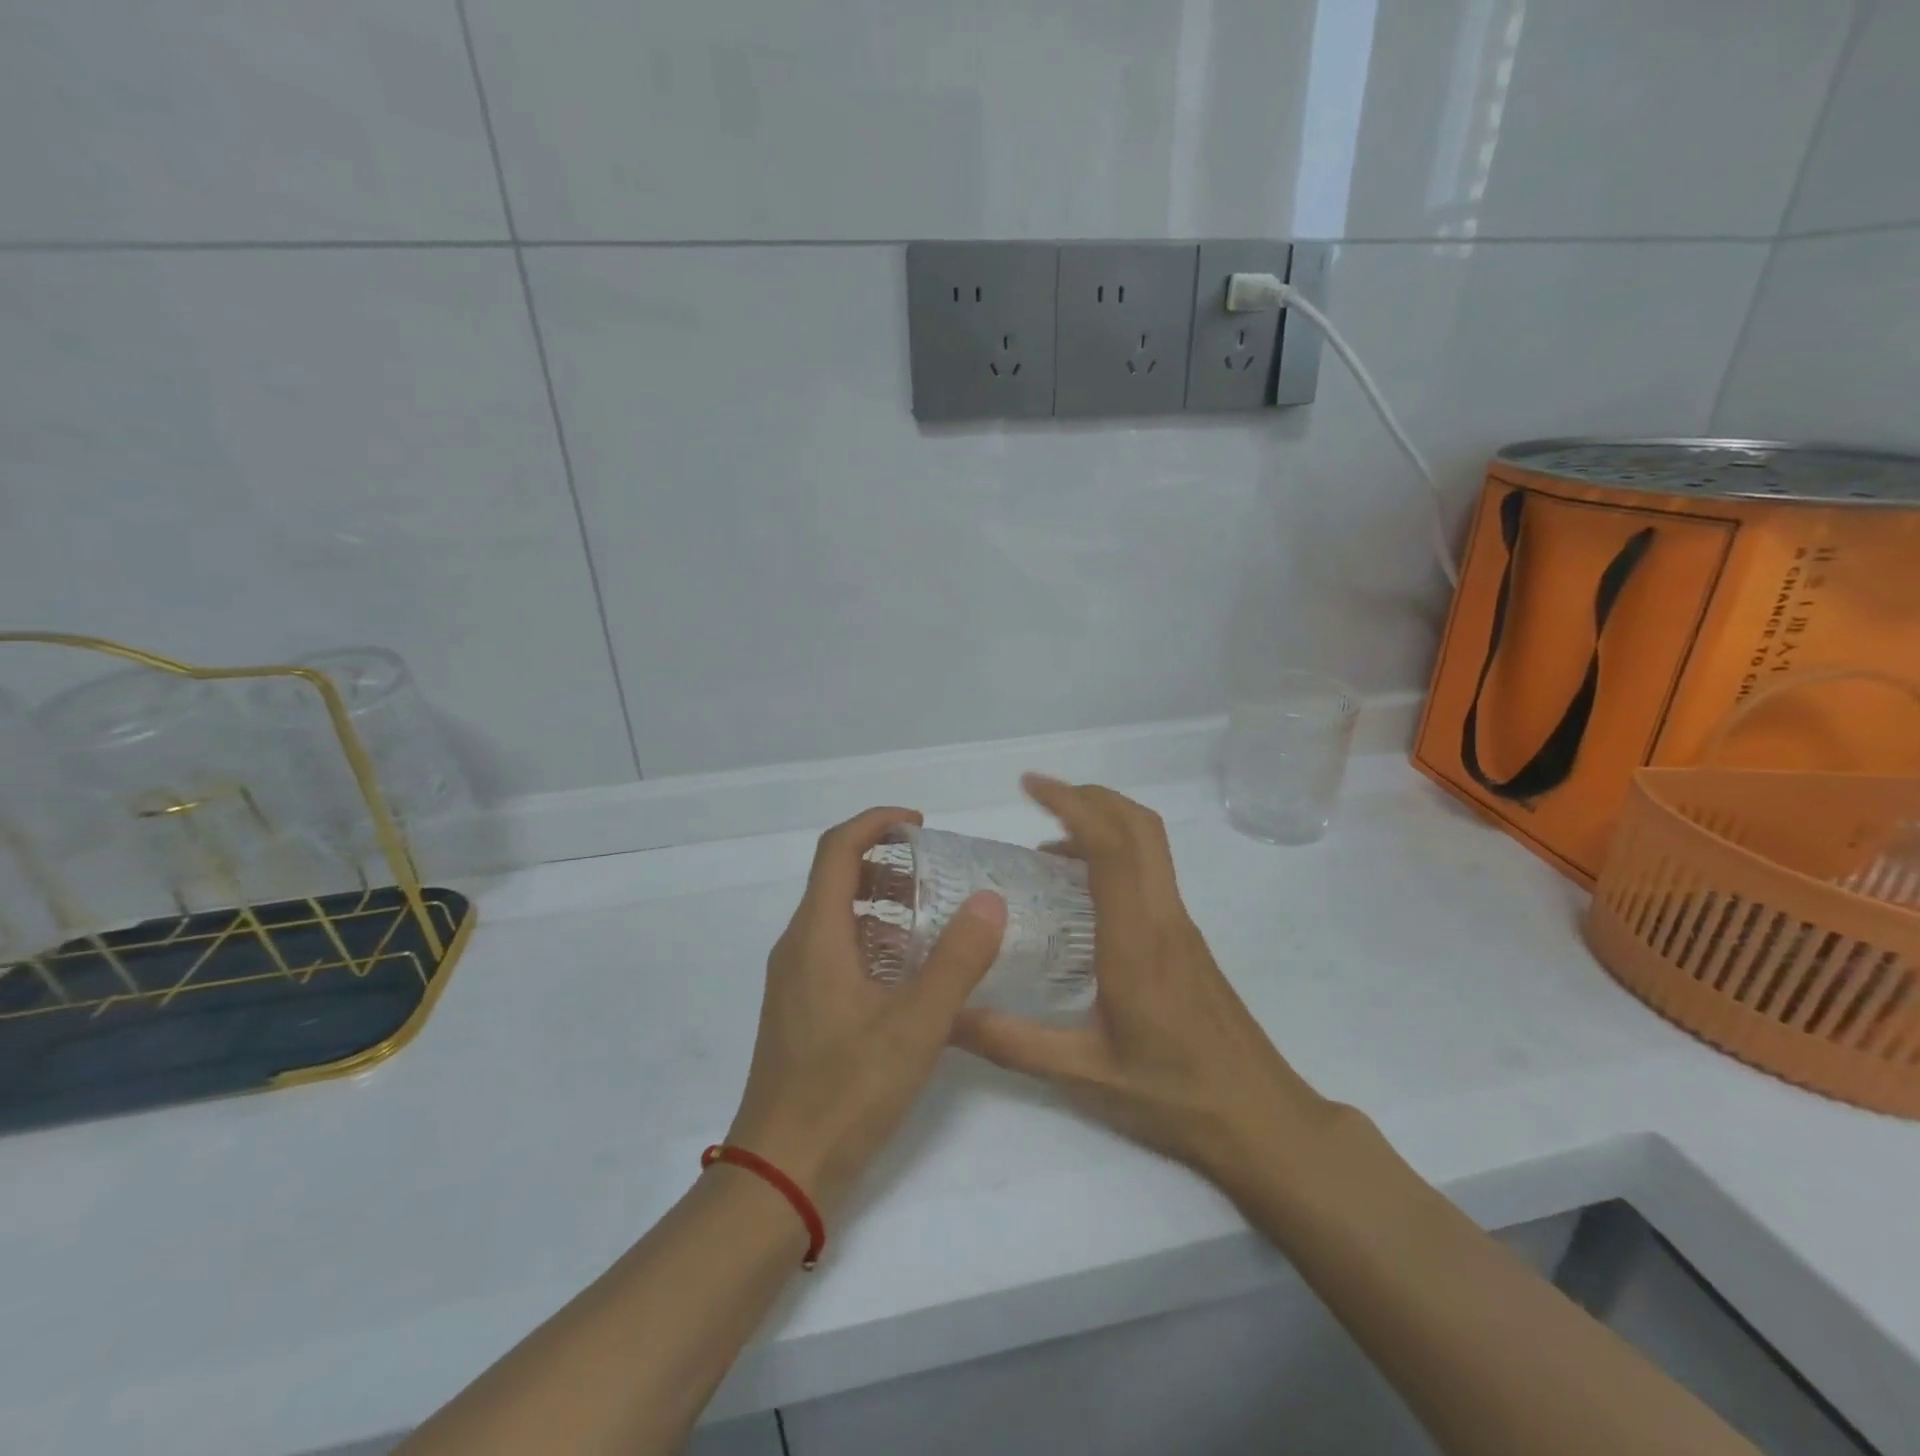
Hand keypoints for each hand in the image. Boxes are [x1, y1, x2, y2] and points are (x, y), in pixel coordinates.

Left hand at [727, 806, 1007, 1220]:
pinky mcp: (802, 1011)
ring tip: (935, 917)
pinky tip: (913, 975)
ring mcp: (796, 981)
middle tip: (938, 872)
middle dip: (886, 862)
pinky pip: (838, 952)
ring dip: (883, 903)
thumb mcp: (917, 1024)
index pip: (837, 848)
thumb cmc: (846, 1091)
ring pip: (839, 918)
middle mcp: (798, 947)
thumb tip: (989, 900)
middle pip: (837, 878)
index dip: (877, 822)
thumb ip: (957, 960)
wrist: (781, 1174)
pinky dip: (875, 941)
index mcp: (816, 934)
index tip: (921, 824)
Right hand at [951, 777, 1332, 1196]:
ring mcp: (1181, 925)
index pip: (1111, 850)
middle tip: (1039, 795)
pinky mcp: (1187, 938)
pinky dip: (1115, 854)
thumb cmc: (1175, 1096)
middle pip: (1139, 826)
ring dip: (1105, 821)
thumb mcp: (1085, 1076)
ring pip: (1151, 845)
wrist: (1262, 1119)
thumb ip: (1013, 1044)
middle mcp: (1164, 918)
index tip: (1031, 786)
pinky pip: (1151, 872)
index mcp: (1137, 942)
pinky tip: (1080, 892)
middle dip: (1090, 795)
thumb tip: (949, 1018)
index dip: (1072, 805)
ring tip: (1049, 841)